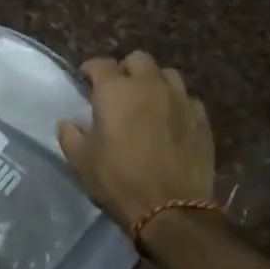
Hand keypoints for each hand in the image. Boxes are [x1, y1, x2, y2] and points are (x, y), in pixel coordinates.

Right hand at [57, 52, 215, 230]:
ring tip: (147, 101)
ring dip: (154, 81)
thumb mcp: (80, 160)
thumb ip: (70, 135)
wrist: (171, 209)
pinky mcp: (202, 118)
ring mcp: (180, 99)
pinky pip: (187, 98)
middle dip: (125, 69)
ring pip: (167, 74)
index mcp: (115, 90)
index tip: (85, 81)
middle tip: (117, 90)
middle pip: (138, 59)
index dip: (90, 70)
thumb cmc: (118, 180)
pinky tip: (170, 120)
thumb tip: (67, 122)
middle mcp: (150, 85)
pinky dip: (176, 103)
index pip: (100, 63)